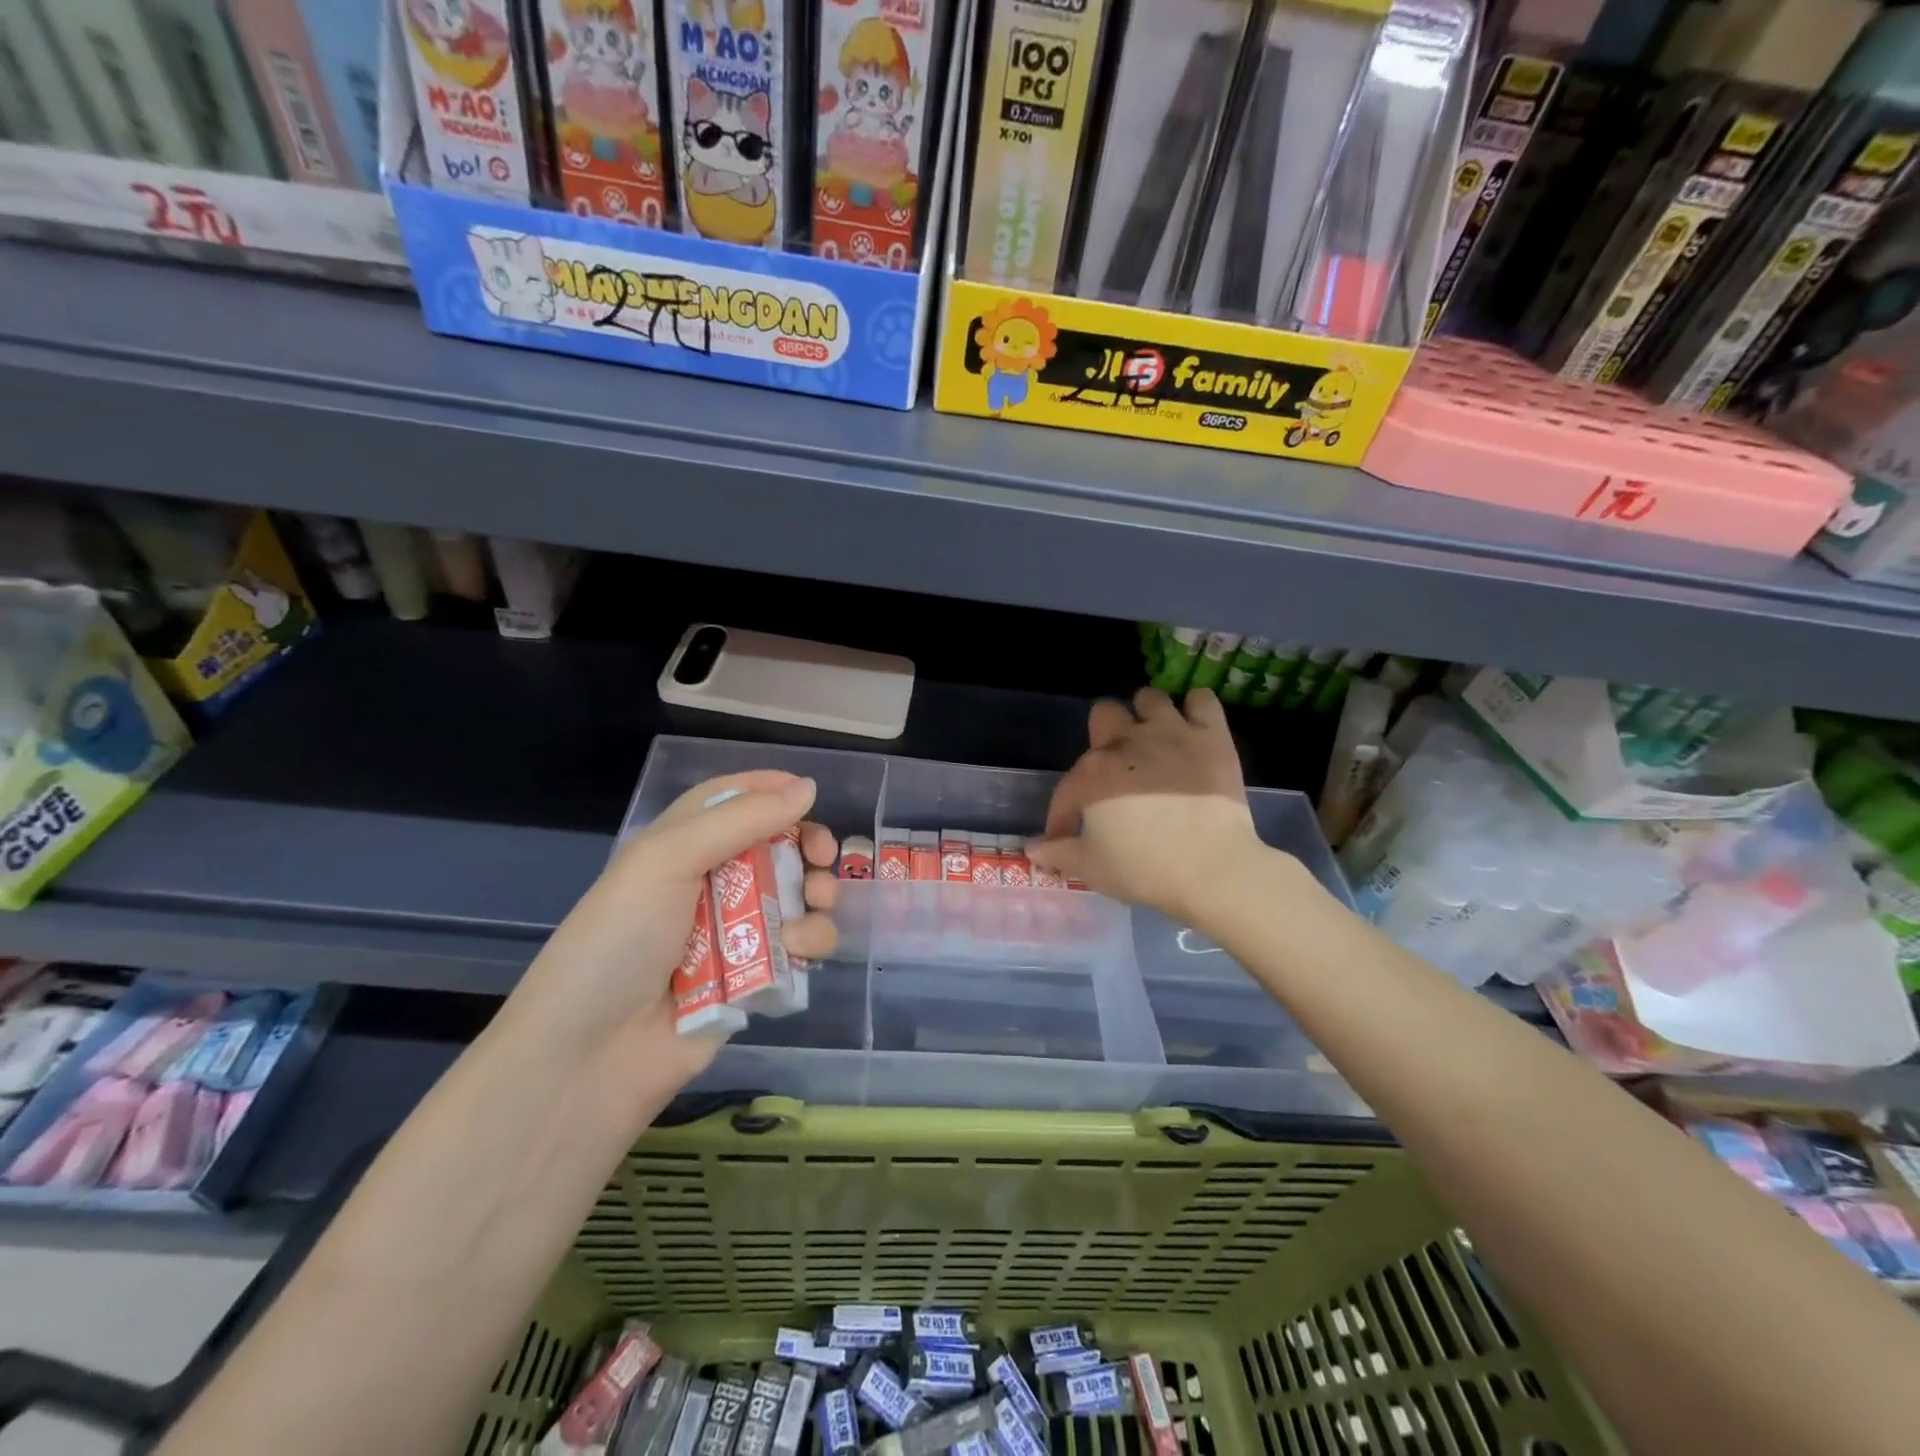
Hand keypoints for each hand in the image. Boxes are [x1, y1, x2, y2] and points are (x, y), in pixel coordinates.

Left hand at [501, 771, 837, 1108]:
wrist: (591, 1056)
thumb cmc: (621, 939)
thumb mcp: (668, 860)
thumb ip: (742, 819)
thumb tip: (808, 787)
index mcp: (678, 847)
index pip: (729, 800)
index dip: (768, 789)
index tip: (809, 792)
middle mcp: (709, 884)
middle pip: (774, 846)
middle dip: (806, 845)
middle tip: (824, 857)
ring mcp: (734, 934)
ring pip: (796, 897)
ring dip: (816, 895)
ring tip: (814, 905)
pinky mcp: (755, 978)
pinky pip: (799, 947)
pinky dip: (809, 942)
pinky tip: (800, 950)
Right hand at [1029, 688, 1268, 923]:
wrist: (1211, 869)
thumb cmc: (1143, 869)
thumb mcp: (1090, 868)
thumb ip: (1058, 853)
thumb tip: (1033, 848)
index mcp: (1092, 774)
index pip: (1067, 789)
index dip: (1064, 814)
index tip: (1069, 835)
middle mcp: (1126, 742)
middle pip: (1104, 713)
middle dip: (1106, 736)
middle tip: (1117, 768)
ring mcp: (1171, 733)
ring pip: (1150, 698)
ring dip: (1148, 717)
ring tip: (1156, 742)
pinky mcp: (1211, 735)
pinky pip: (1201, 700)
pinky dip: (1196, 711)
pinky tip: (1194, 732)